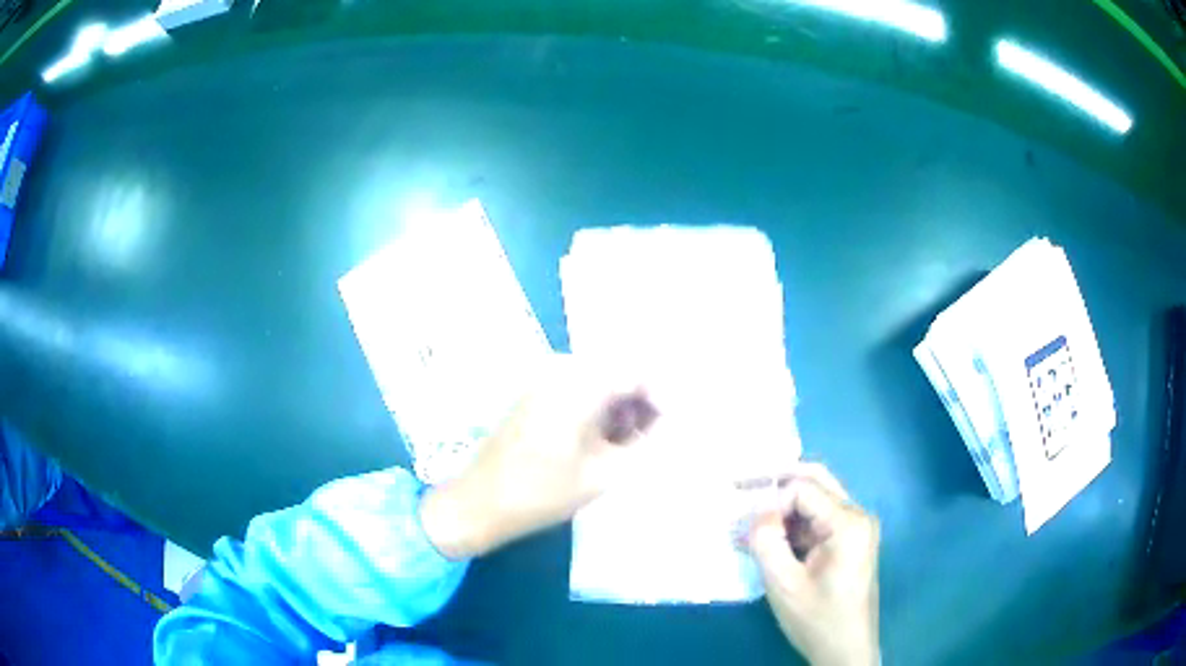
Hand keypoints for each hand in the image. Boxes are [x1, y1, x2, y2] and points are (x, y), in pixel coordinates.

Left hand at [420, 355, 658, 559]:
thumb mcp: (603, 473)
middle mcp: (559, 371)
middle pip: (618, 373)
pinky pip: (577, 392)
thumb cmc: (541, 493)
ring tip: (631, 447)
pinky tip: (603, 443)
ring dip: (619, 409)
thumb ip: (643, 444)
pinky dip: (597, 411)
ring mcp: (542, 381)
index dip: (662, 397)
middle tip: (654, 439)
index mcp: (577, 384)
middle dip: (641, 403)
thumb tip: (668, 425)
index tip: (674, 427)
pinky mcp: (533, 396)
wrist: (478, 504)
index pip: (636, 372)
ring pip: (598, 383)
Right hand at [748, 464, 879, 665]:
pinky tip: (766, 538)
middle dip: (775, 482)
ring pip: (814, 499)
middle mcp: (857, 515)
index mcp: (848, 522)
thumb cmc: (817, 619)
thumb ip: (766, 542)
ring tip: (747, 521)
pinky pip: (816, 520)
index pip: (802, 489)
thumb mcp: (784, 584)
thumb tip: (754, 511)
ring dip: (781, 507)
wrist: (846, 649)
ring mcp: (854, 528)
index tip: (747, 529)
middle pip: (814, 481)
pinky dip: (790, 525)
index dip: (770, 503)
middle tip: (738, 485)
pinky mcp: (847, 541)